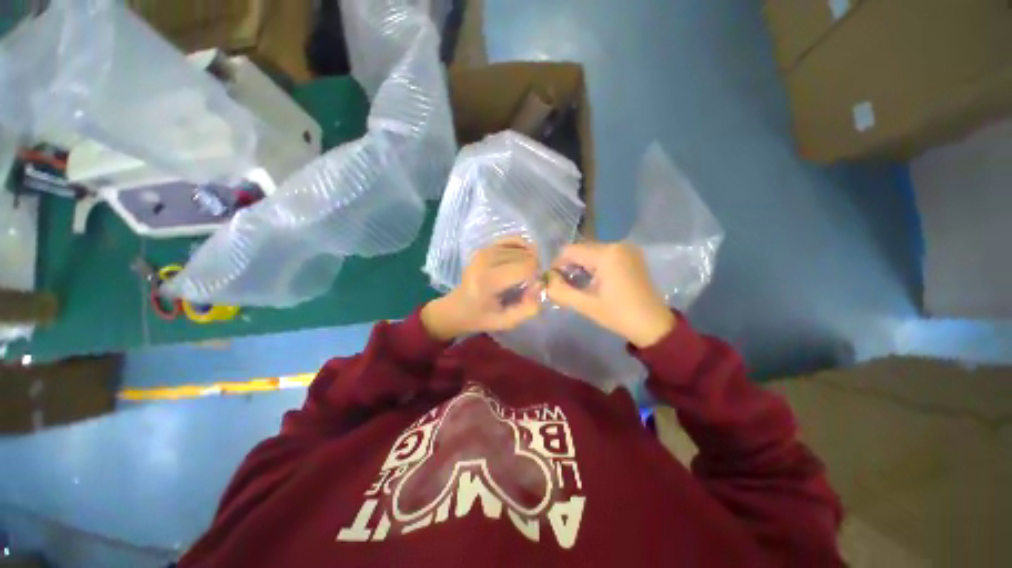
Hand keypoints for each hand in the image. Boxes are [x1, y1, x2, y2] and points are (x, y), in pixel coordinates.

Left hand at [422, 238, 541, 340]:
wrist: (457, 308)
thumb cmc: (482, 317)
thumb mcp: (507, 322)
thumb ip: (529, 308)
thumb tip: (541, 285)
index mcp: (489, 280)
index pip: (527, 266)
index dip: (537, 277)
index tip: (532, 290)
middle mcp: (486, 259)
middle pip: (526, 255)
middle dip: (533, 269)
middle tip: (528, 285)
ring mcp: (485, 250)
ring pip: (523, 248)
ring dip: (528, 260)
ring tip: (523, 276)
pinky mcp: (486, 246)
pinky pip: (514, 239)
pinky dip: (523, 248)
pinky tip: (522, 260)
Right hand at [547, 242, 674, 347]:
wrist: (653, 325)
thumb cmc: (619, 315)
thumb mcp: (585, 305)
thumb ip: (560, 291)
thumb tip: (548, 280)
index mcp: (607, 254)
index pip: (570, 250)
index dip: (557, 265)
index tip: (554, 282)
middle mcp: (617, 244)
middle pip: (581, 249)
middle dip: (570, 266)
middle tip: (567, 286)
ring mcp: (627, 249)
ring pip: (592, 252)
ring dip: (582, 266)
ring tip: (580, 285)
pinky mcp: (632, 255)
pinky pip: (604, 255)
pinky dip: (594, 265)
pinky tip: (595, 281)